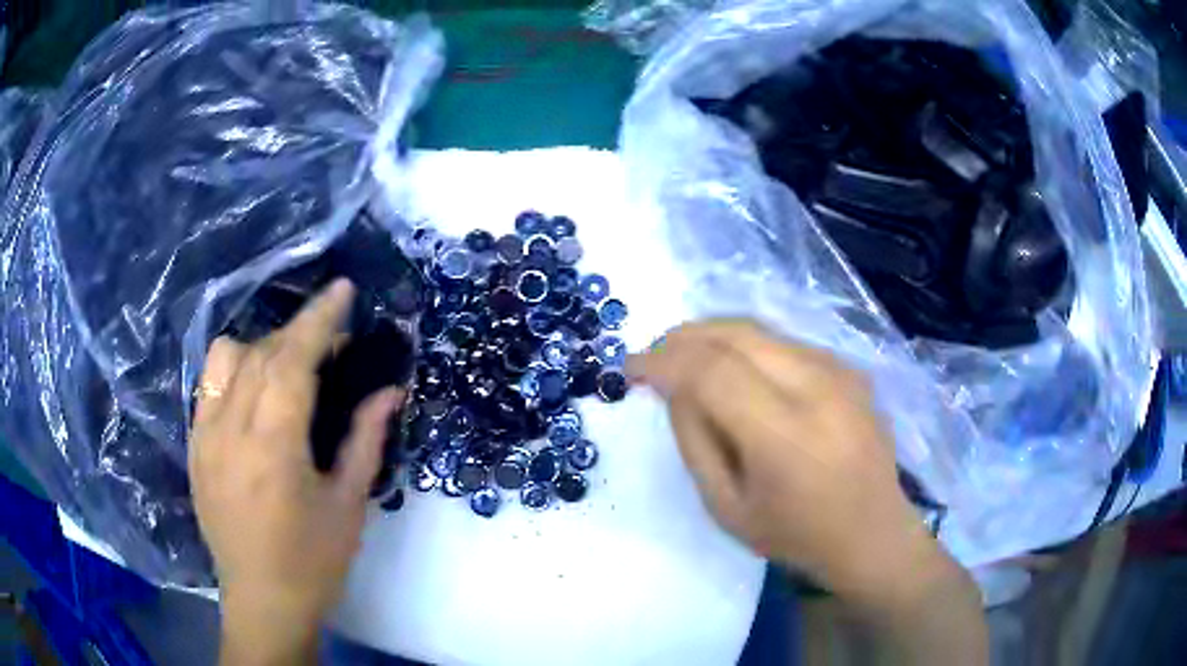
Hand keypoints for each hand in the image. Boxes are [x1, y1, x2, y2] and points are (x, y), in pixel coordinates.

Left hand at [190, 279, 403, 664]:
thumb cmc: (313, 562)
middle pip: (261, 353)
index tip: (342, 289)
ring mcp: (204, 437)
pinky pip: (208, 384)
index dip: (318, 319)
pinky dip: (234, 370)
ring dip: (261, 348)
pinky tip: (254, 392)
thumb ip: (365, 439)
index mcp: (272, 448)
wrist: (261, 601)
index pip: (292, 361)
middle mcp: (229, 431)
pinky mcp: (193, 446)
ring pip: (226, 359)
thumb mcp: (348, 505)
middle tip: (333, 343)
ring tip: (287, 369)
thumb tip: (390, 390)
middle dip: (299, 334)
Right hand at [626, 320, 944, 603]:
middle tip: (654, 355)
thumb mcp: (726, 507)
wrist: (872, 532)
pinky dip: (748, 346)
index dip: (663, 360)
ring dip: (714, 335)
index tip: (630, 368)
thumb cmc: (796, 534)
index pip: (711, 371)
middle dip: (684, 336)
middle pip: (736, 334)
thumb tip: (674, 388)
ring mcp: (840, 371)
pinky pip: (785, 342)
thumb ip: (694, 443)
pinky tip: (735, 369)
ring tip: (686, 357)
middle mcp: (817, 387)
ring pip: (761, 330)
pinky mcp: (850, 368)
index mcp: (785, 435)